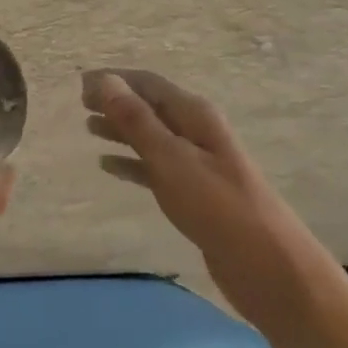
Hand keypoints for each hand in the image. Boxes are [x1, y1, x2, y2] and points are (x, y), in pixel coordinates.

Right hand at [81, 68, 284, 265]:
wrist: (268, 267)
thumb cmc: (217, 206)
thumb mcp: (171, 159)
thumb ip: (137, 121)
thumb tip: (105, 81)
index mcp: (195, 115)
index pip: (148, 84)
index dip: (114, 80)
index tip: (79, 84)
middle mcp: (196, 131)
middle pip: (149, 107)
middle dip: (115, 102)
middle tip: (80, 105)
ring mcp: (196, 163)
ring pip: (150, 137)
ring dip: (120, 130)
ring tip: (88, 128)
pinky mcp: (193, 193)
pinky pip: (155, 167)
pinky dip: (131, 163)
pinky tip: (108, 167)